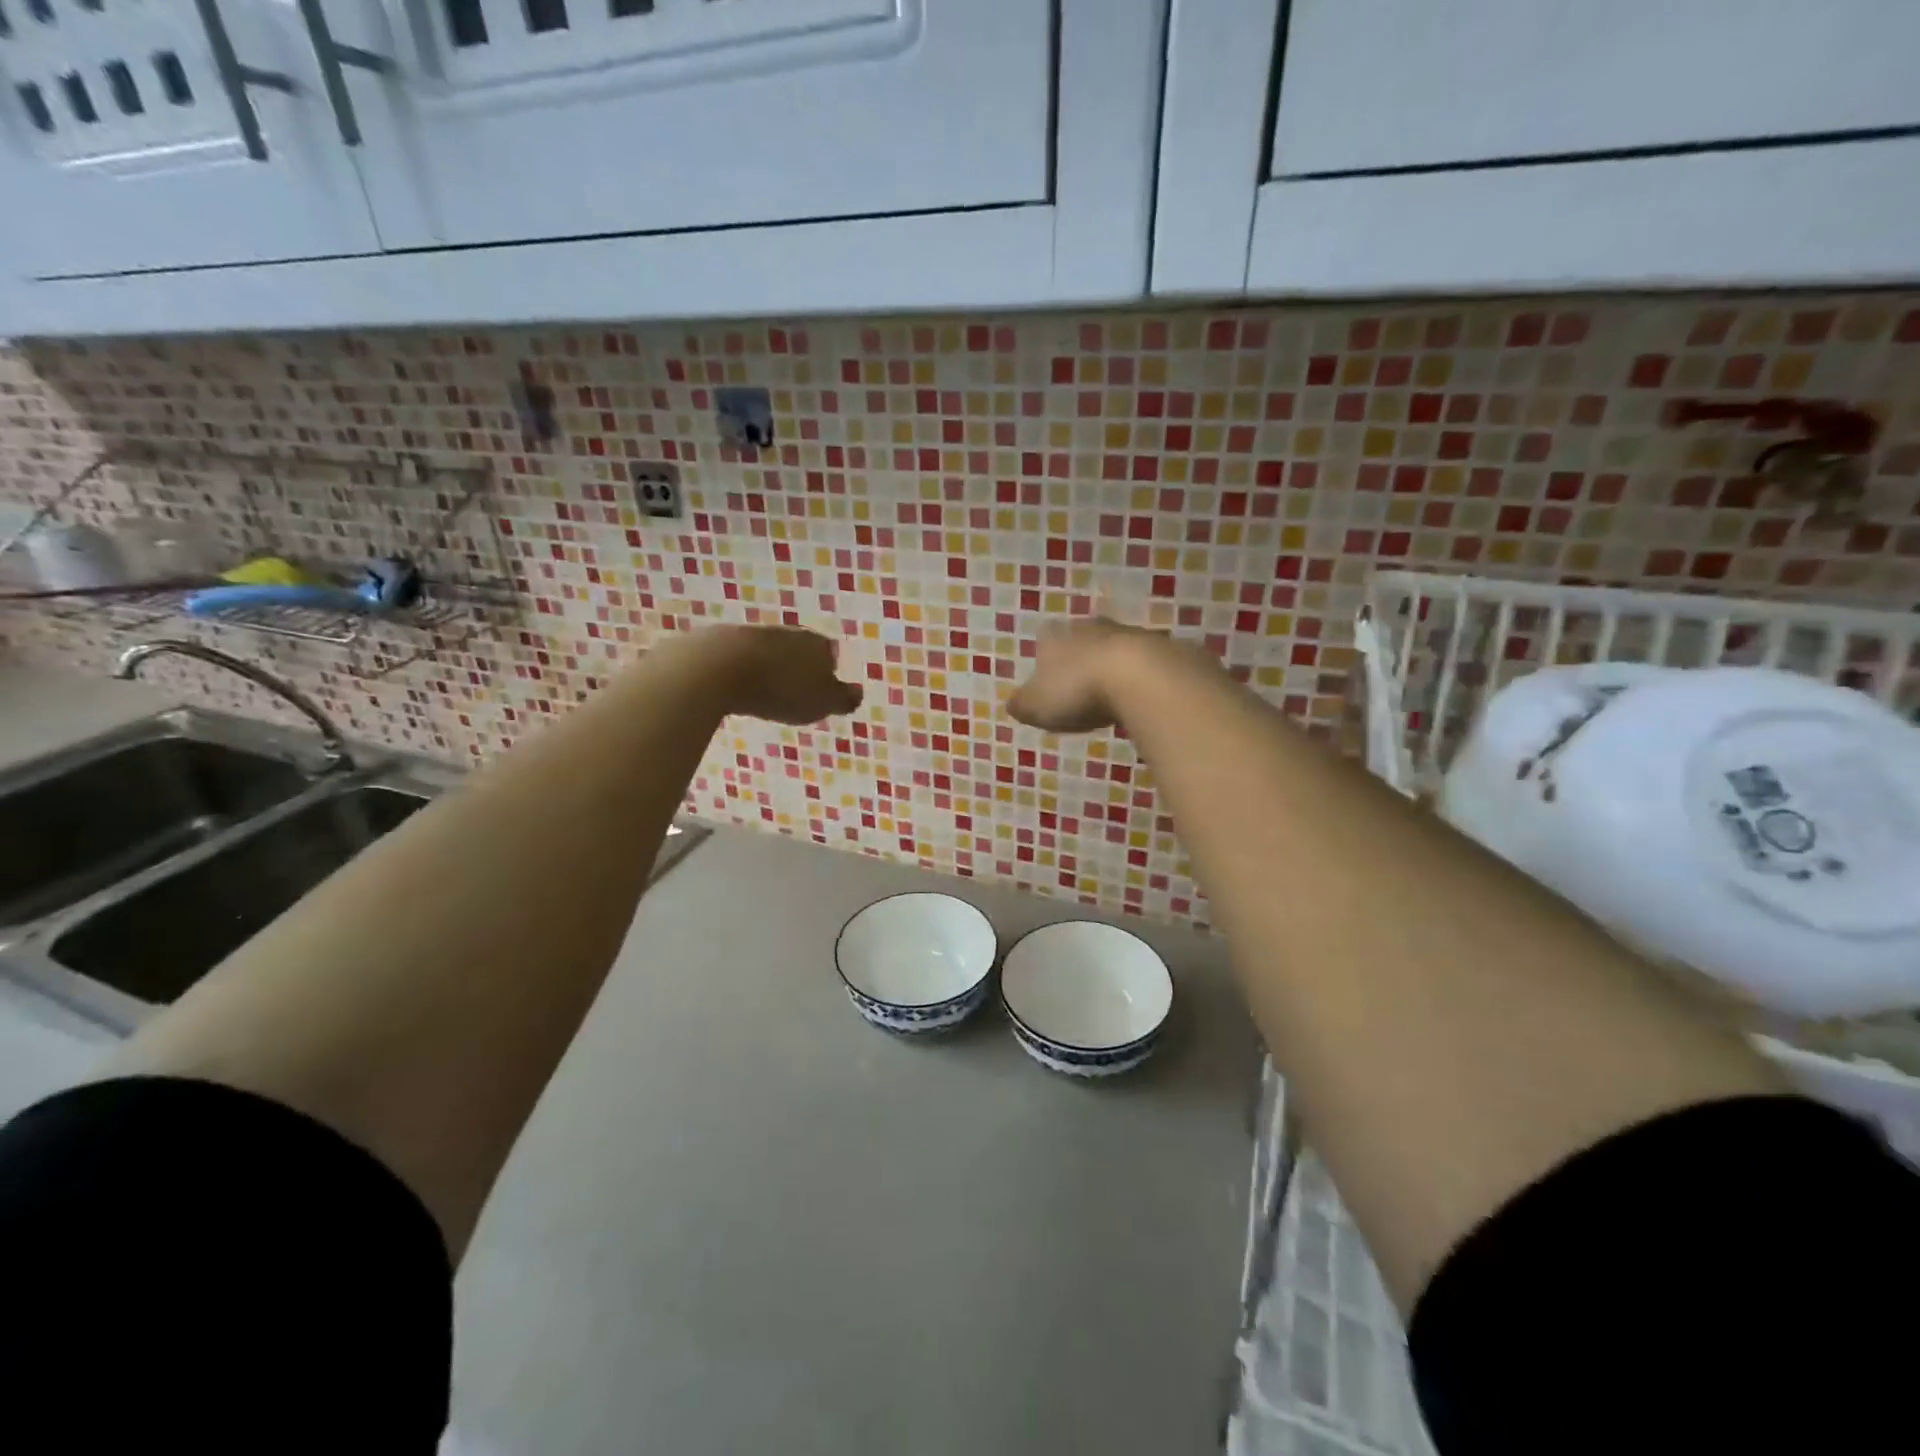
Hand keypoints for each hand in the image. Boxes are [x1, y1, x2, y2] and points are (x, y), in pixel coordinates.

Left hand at [701, 625, 863, 723]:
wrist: (718, 668)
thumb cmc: (781, 689)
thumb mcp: (822, 702)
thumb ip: (844, 699)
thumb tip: (859, 692)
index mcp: (816, 643)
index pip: (830, 653)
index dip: (827, 671)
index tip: (821, 690)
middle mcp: (788, 632)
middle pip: (798, 649)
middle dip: (797, 667)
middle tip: (793, 691)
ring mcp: (753, 633)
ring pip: (769, 651)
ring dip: (769, 667)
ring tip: (765, 691)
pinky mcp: (721, 640)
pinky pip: (740, 656)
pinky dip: (742, 669)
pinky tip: (737, 685)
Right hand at [1009, 618, 1163, 734]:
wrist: (1140, 677)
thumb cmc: (1077, 690)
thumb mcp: (1037, 706)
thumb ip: (1023, 704)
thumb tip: (1012, 704)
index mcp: (1056, 638)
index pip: (1046, 639)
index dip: (1047, 658)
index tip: (1050, 678)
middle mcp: (1090, 628)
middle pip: (1082, 638)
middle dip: (1081, 657)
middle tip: (1082, 684)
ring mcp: (1128, 634)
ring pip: (1114, 647)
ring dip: (1113, 665)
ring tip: (1113, 692)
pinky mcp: (1160, 648)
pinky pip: (1145, 662)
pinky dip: (1140, 676)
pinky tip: (1141, 695)